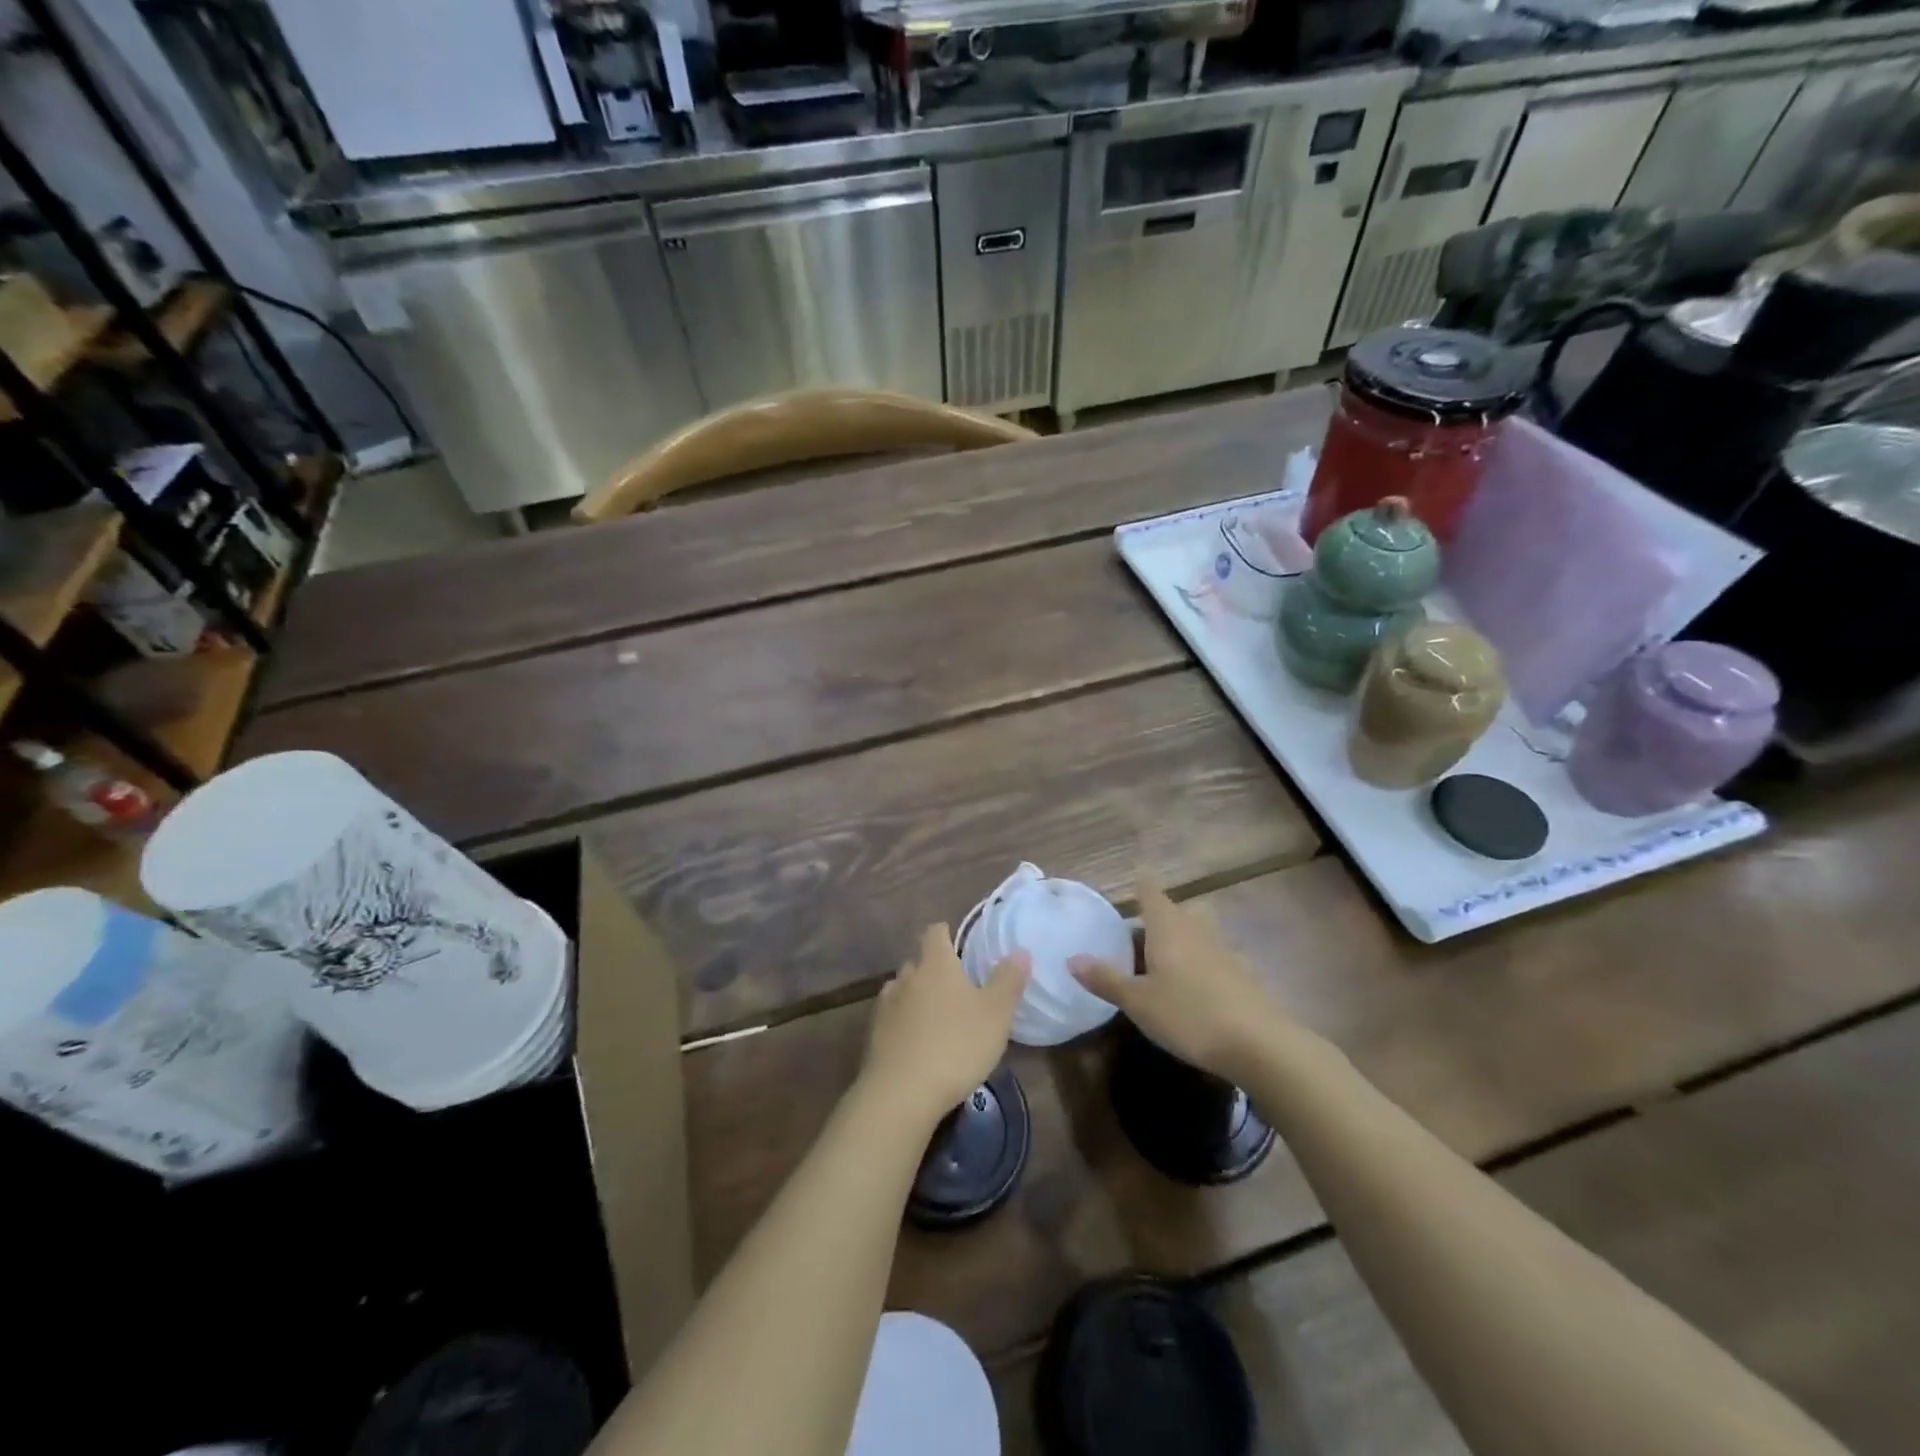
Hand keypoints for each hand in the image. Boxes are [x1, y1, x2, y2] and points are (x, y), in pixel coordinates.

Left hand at [863, 924, 1028, 1125]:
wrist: (902, 1092)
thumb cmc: (957, 1045)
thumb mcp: (996, 1014)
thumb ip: (1008, 980)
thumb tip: (1020, 950)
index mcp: (936, 964)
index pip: (935, 932)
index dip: (945, 933)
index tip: (957, 943)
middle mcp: (907, 976)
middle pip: (918, 962)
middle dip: (933, 969)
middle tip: (955, 987)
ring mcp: (887, 1005)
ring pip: (902, 989)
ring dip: (916, 996)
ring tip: (935, 1015)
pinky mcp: (874, 1034)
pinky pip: (892, 1018)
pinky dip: (904, 1023)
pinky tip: (916, 1042)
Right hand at [1070, 871, 1284, 1080]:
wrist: (1259, 1044)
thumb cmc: (1188, 1015)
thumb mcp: (1138, 1002)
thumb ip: (1106, 979)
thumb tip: (1072, 958)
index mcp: (1168, 929)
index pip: (1152, 893)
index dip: (1143, 880)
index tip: (1138, 867)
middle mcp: (1198, 931)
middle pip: (1182, 909)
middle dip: (1166, 911)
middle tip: (1147, 925)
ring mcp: (1227, 952)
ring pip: (1205, 931)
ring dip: (1190, 935)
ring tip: (1173, 955)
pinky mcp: (1247, 976)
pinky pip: (1222, 958)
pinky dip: (1209, 962)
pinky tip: (1204, 985)